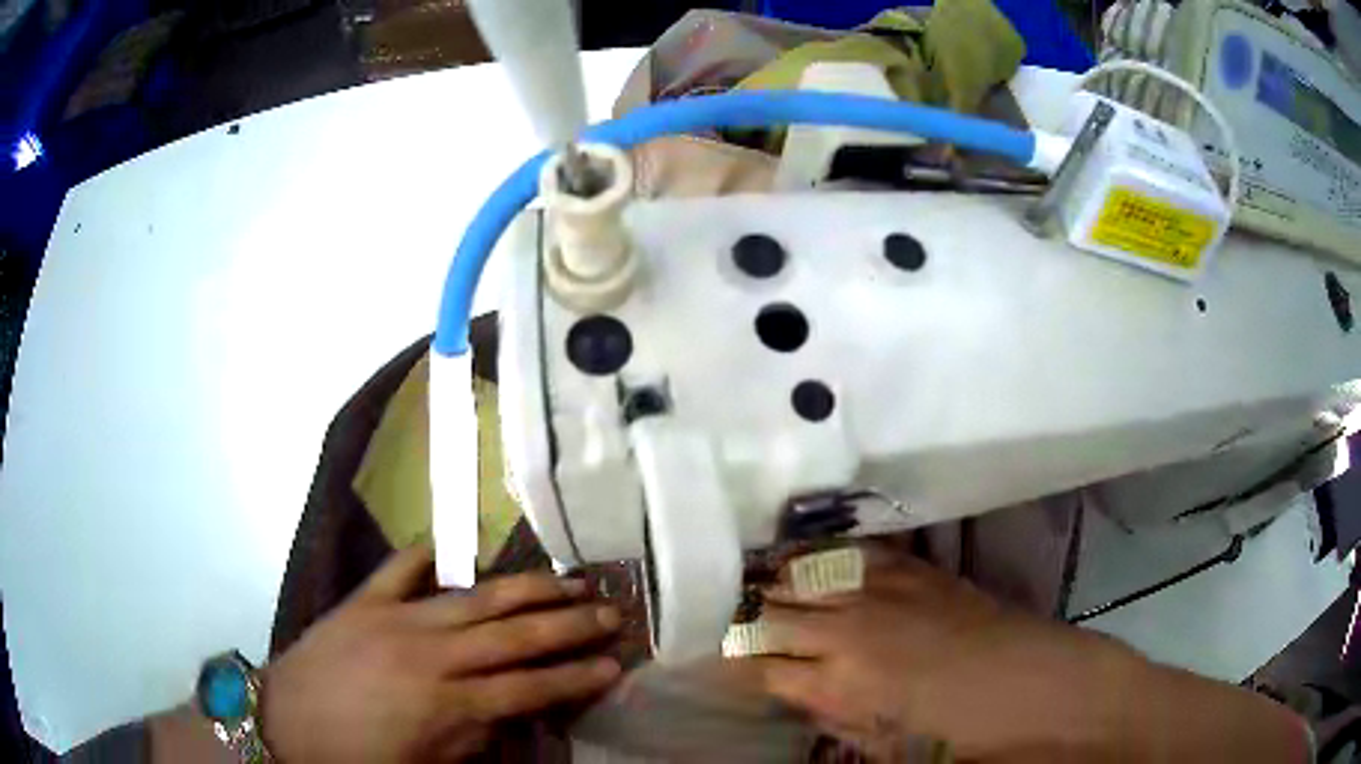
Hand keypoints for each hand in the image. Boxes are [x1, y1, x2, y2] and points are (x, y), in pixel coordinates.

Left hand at [260, 545, 621, 762]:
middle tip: (612, 610)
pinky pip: (401, 568)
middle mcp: (432, 656)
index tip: (614, 665)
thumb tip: (514, 714)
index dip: (576, 677)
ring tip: (567, 579)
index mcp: (449, 706)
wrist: (284, 726)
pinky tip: (454, 552)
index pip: (531, 688)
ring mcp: (396, 619)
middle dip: (569, 625)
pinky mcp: (363, 601)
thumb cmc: (359, 761)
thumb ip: (478, 741)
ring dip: (526, 589)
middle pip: (515, 635)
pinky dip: (428, 558)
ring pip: (475, 597)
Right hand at [752, 546, 1307, 761]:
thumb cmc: (968, 743)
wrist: (1048, 692)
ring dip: (771, 580)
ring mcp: (891, 591)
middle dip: (735, 614)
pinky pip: (855, 555)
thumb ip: (834, 714)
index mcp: (843, 684)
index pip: (752, 665)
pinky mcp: (923, 571)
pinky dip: (823, 559)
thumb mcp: (888, 749)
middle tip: (711, 613)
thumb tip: (795, 690)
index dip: (721, 660)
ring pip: (804, 572)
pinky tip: (810, 562)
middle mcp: (855, 628)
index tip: (696, 654)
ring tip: (748, 583)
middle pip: (769, 609)